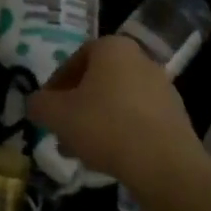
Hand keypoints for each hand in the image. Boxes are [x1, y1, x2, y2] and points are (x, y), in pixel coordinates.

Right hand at [27, 36, 208, 196]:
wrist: (163, 163)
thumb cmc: (105, 126)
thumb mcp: (57, 115)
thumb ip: (39, 104)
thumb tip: (35, 103)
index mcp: (113, 48)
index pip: (76, 59)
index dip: (56, 84)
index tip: (46, 108)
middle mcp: (140, 59)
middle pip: (97, 81)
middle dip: (76, 106)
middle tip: (61, 131)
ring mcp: (162, 87)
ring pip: (116, 101)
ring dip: (95, 121)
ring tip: (80, 151)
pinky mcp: (175, 115)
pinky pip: (137, 118)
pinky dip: (119, 132)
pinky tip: (108, 157)